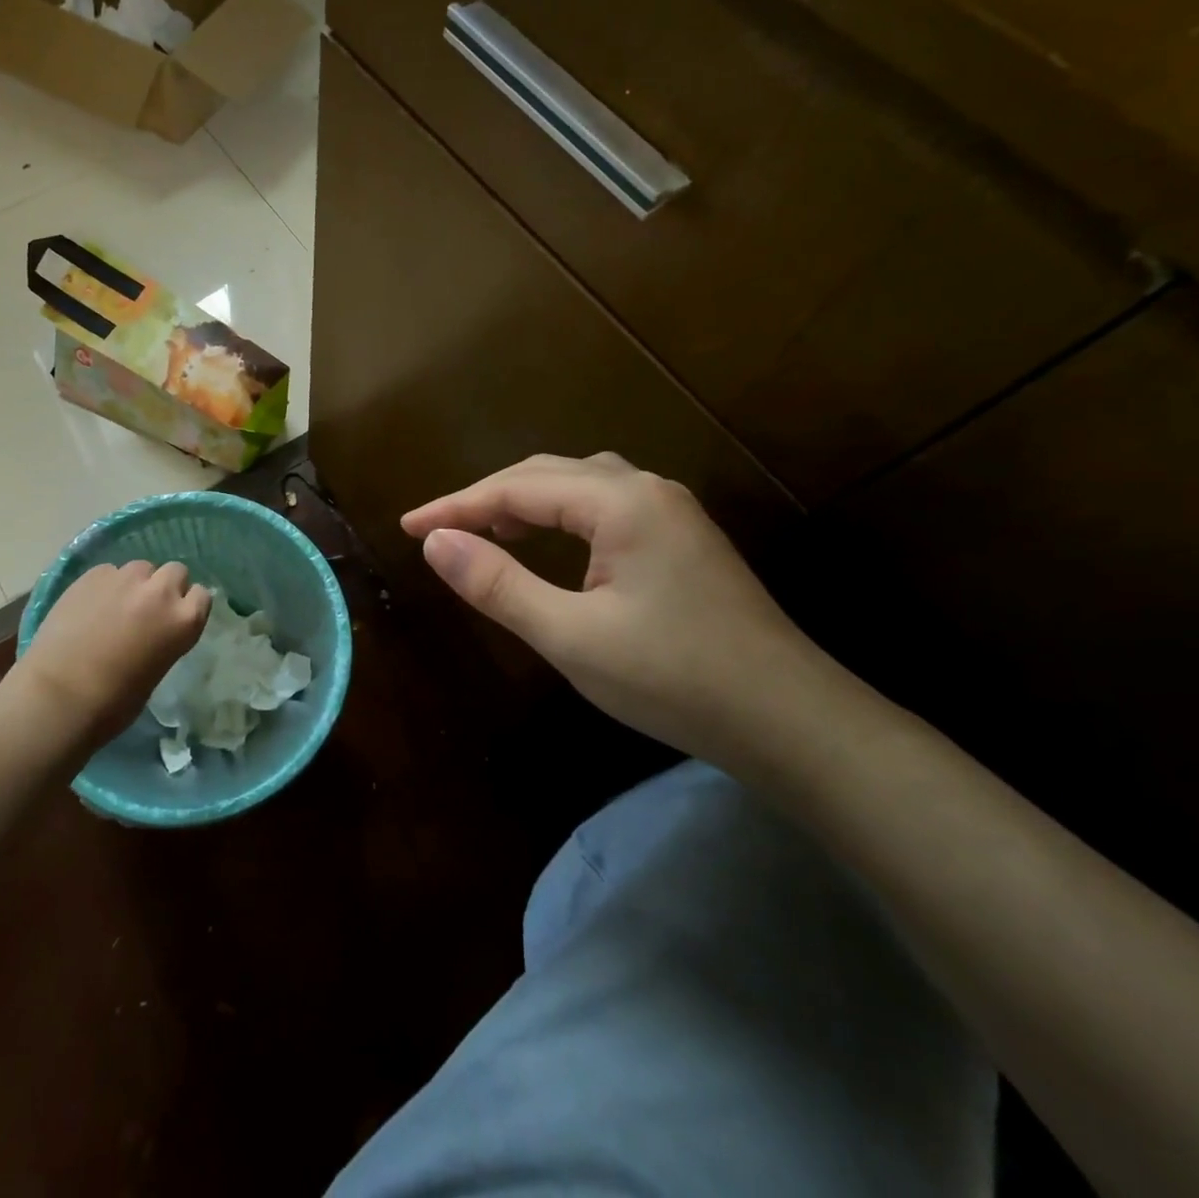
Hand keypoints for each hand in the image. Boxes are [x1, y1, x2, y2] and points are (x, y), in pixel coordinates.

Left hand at [12, 561, 209, 747]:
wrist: (59, 695)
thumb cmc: (114, 702)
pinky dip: (105, 586)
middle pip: (175, 571)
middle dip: (164, 586)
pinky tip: (89, 607)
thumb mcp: (157, 670)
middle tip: (146, 610)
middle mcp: (160, 591)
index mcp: (184, 621)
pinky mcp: (92, 575)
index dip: (187, 605)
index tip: (173, 618)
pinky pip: (109, 572)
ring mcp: (125, 578)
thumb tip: (153, 630)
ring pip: (141, 568)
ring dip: (135, 583)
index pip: (202, 595)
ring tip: (115, 606)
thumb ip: (164, 638)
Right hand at [402, 453, 828, 764]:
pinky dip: (559, 517)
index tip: (407, 526)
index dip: (456, 505)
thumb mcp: (571, 637)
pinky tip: (549, 544)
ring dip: (523, 502)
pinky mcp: (681, 539)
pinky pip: (603, 506)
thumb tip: (435, 542)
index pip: (516, 488)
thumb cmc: (674, 679)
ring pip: (577, 486)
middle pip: (547, 475)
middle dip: (486, 499)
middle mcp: (647, 490)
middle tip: (438, 531)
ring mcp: (670, 512)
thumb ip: (498, 584)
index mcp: (621, 503)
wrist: (790, 722)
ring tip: (484, 532)